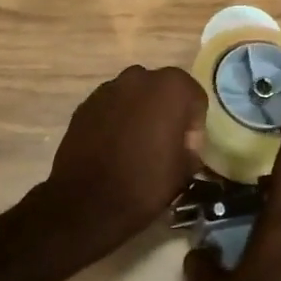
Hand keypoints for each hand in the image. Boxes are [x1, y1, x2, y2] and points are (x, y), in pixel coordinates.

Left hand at [39, 65, 205, 261]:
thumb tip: (184, 145)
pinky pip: (111, 107)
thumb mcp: (184, 171)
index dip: (194, 125)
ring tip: (136, 146)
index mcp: (171, 87)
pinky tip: (113, 148)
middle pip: (163, 90)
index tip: (186, 149)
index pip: (194, 97)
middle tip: (164, 144)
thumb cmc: (144, 184)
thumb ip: (191, 148)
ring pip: (135, 96)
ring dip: (140, 113)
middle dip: (166, 112)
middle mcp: (140, 77)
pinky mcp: (85, 104)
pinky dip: (116, 120)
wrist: (86, 203)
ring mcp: (108, 88)